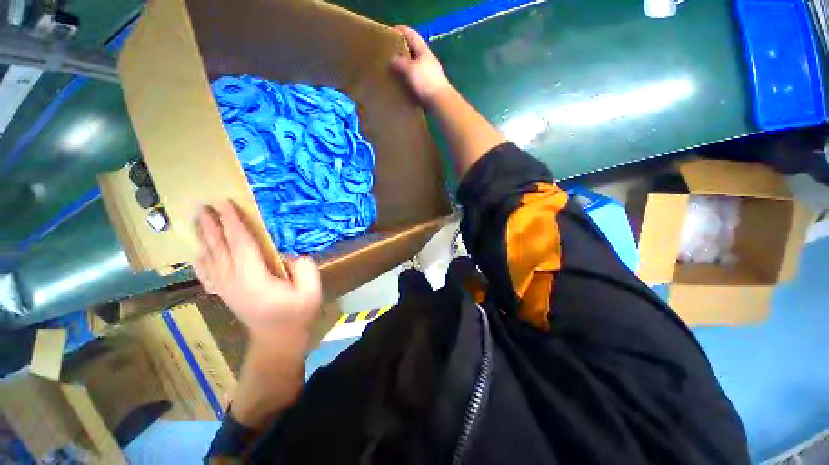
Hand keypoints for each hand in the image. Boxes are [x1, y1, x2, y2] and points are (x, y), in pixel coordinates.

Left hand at [193, 201, 321, 340]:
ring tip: (199, 221)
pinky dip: (200, 261)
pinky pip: (207, 274)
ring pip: (209, 258)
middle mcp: (233, 281)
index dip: (233, 223)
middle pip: (219, 248)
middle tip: (204, 206)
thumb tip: (290, 253)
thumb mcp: (311, 290)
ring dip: (203, 238)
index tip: (225, 204)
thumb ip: (303, 267)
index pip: (241, 244)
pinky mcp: (224, 293)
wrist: (278, 338)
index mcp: (254, 278)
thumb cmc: (296, 313)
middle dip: (212, 226)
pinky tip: (197, 253)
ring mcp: (225, 288)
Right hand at [391, 25, 451, 107]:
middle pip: (413, 51)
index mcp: (424, 51)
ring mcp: (429, 75)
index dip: (400, 31)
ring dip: (404, 68)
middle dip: (401, 51)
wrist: (440, 103)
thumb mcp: (409, 69)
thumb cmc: (425, 83)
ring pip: (414, 66)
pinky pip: (415, 80)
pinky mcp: (428, 87)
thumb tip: (392, 59)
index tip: (389, 33)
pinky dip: (408, 80)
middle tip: (388, 55)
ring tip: (393, 72)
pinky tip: (402, 86)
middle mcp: (427, 61)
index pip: (411, 34)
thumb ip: (399, 63)